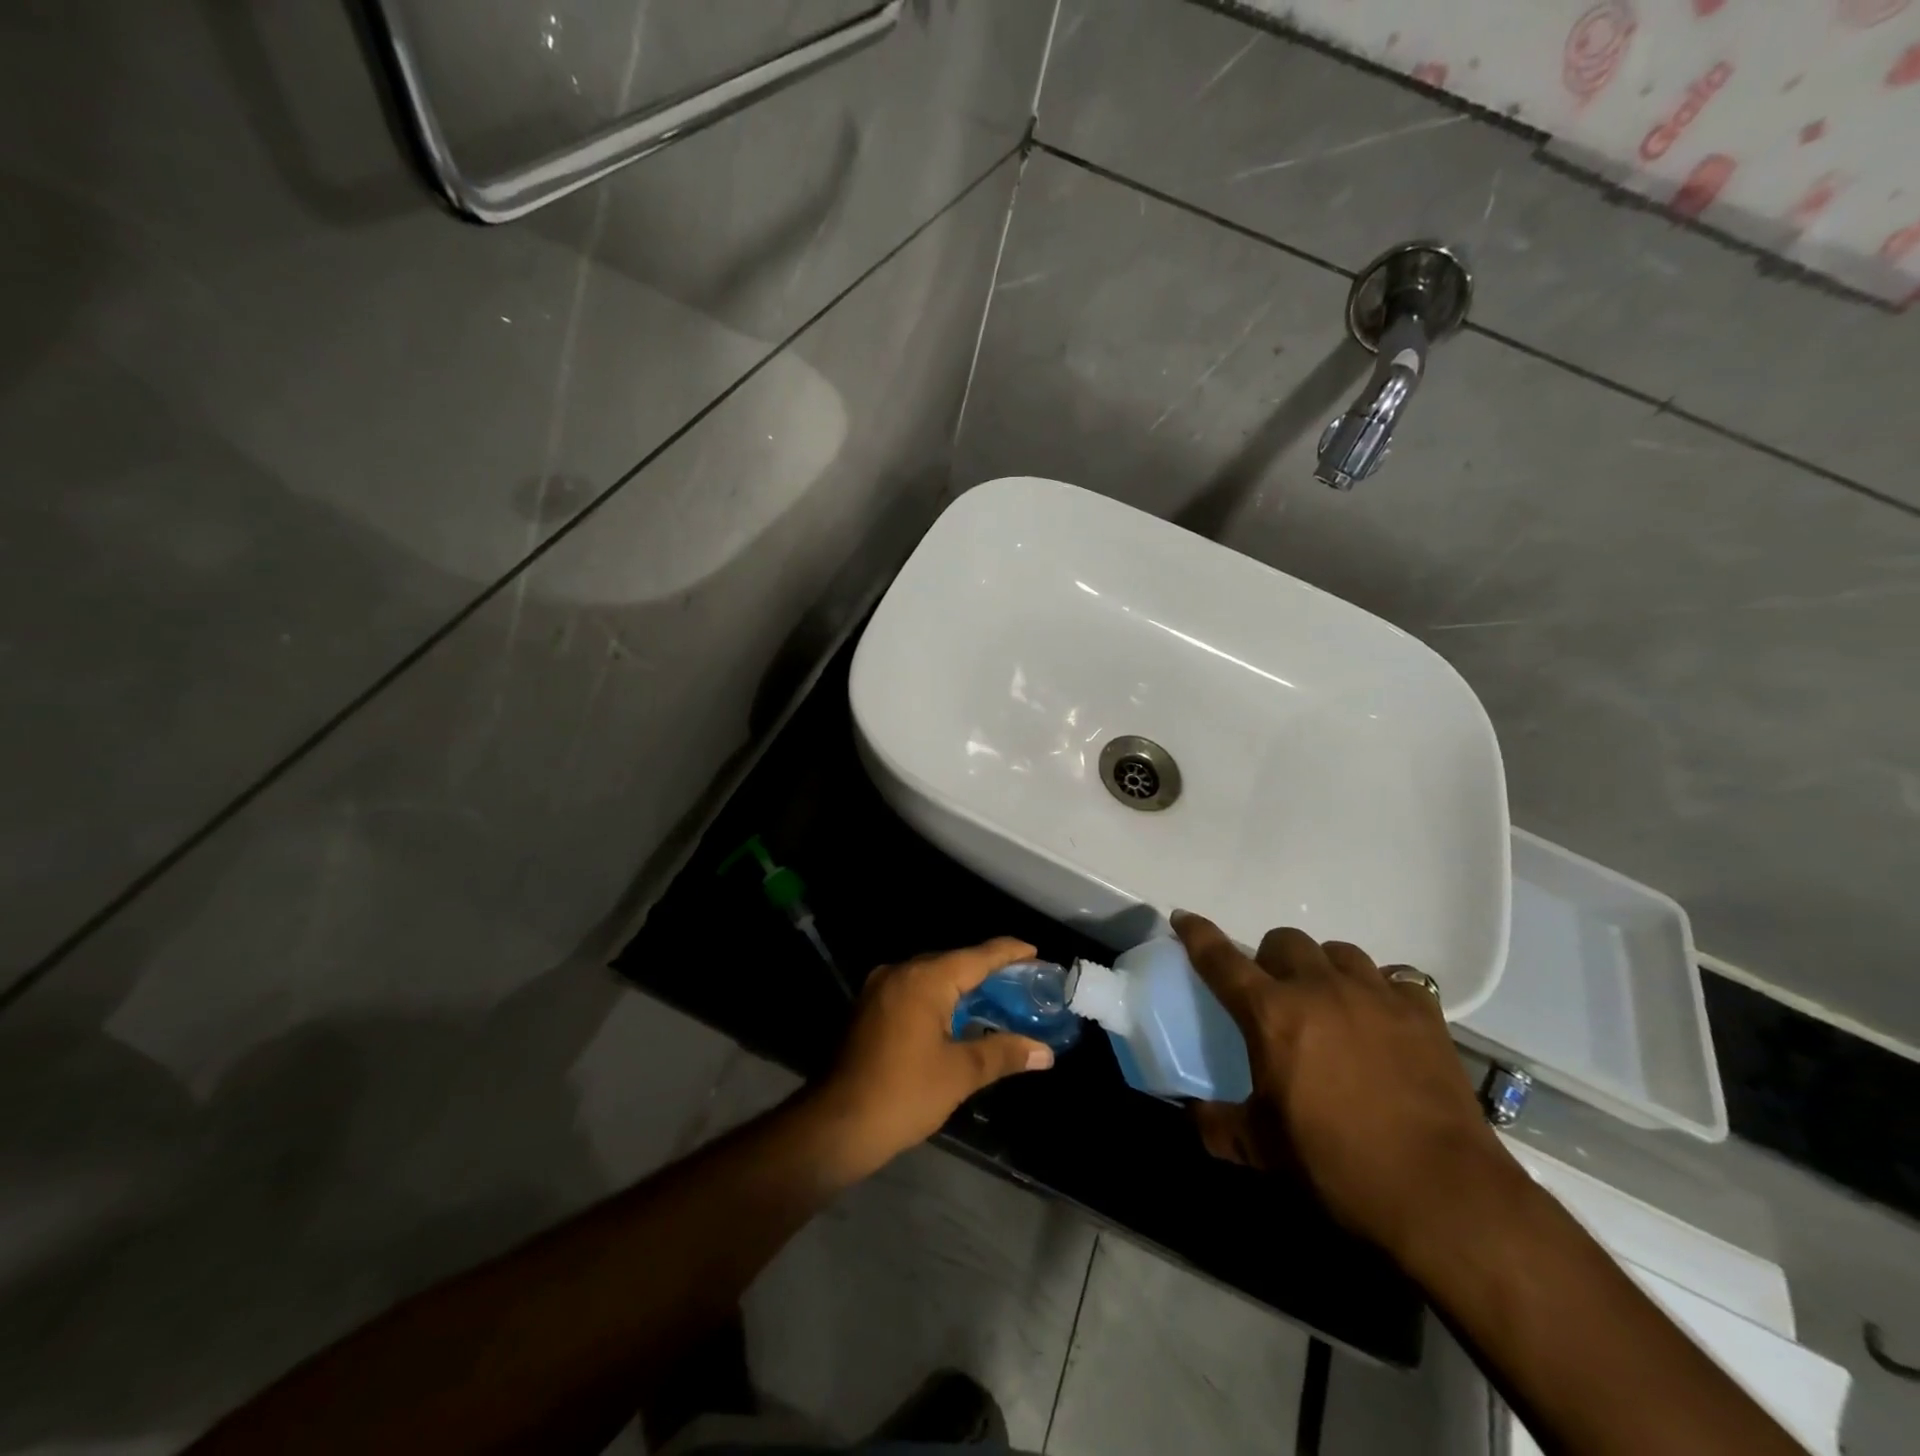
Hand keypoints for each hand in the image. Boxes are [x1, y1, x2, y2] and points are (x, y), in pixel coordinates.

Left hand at [815, 937, 1055, 1175]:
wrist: (836, 1125)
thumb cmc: (904, 1094)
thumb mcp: (961, 1074)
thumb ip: (1003, 1053)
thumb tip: (1045, 1052)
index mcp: (924, 979)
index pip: (977, 956)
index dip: (1009, 952)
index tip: (1036, 953)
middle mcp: (900, 972)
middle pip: (954, 962)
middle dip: (988, 971)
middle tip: (1022, 984)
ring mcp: (880, 989)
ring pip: (932, 977)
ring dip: (963, 986)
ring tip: (997, 999)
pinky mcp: (869, 1008)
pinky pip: (913, 991)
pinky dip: (939, 998)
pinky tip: (958, 1017)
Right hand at [1172, 912, 1509, 1260]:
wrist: (1443, 1196)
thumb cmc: (1338, 1165)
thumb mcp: (1263, 1149)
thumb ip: (1219, 1125)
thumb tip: (1196, 1115)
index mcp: (1272, 1013)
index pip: (1221, 958)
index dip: (1198, 933)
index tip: (1184, 917)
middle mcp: (1320, 989)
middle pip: (1285, 941)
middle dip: (1271, 957)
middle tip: (1274, 991)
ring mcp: (1376, 996)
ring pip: (1339, 951)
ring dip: (1323, 967)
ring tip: (1328, 998)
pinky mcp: (1424, 1014)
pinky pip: (1395, 978)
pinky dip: (1380, 989)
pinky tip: (1380, 1016)